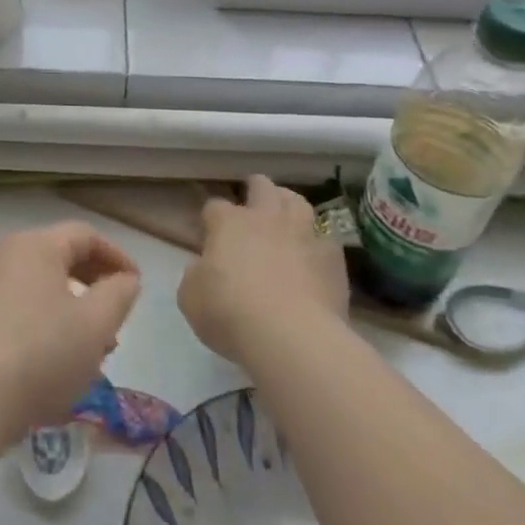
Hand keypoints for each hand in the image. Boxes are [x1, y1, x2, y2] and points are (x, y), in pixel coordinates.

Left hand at [0, 222, 141, 440]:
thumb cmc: (40, 354)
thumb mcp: (94, 326)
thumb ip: (118, 295)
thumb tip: (125, 279)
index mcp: (34, 244)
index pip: (84, 235)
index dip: (116, 256)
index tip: (135, 286)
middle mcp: (3, 252)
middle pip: (58, 257)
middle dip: (92, 286)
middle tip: (114, 321)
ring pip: (37, 285)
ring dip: (68, 308)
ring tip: (87, 350)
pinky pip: (14, 304)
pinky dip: (40, 320)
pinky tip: (50, 359)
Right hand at [179, 175, 349, 365]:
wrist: (291, 338)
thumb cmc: (230, 313)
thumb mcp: (191, 297)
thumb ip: (197, 275)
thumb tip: (205, 269)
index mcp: (228, 223)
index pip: (215, 206)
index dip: (212, 218)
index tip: (210, 233)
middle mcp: (265, 218)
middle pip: (261, 186)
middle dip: (255, 190)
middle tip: (252, 205)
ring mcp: (302, 234)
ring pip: (297, 201)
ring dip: (289, 206)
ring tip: (286, 218)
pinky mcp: (333, 258)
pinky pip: (325, 240)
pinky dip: (317, 245)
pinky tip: (313, 258)